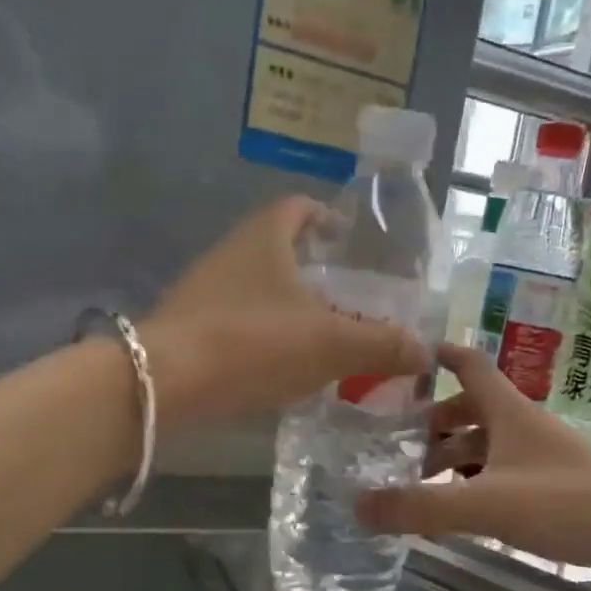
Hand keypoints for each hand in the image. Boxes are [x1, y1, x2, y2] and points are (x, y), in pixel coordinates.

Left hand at [143, 197, 429, 422]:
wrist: (164, 384)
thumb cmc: (254, 343)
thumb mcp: (333, 344)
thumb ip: (383, 345)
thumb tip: (425, 352)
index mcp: (265, 238)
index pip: (297, 207)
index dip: (325, 216)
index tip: (347, 239)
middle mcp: (231, 254)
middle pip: (278, 248)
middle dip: (313, 268)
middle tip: (349, 298)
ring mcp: (205, 292)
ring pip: (258, 288)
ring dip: (290, 306)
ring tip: (324, 336)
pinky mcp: (189, 329)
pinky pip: (239, 322)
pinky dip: (266, 335)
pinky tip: (285, 367)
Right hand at [357, 343, 590, 576]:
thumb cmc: (567, 503)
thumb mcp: (487, 504)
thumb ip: (422, 507)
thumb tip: (358, 505)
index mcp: (508, 411)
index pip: (468, 364)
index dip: (436, 355)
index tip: (400, 359)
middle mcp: (524, 424)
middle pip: (471, 408)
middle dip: (432, 421)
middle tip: (392, 443)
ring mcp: (541, 455)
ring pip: (487, 443)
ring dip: (453, 455)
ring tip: (416, 480)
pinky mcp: (554, 484)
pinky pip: (503, 471)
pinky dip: (476, 480)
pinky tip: (460, 505)